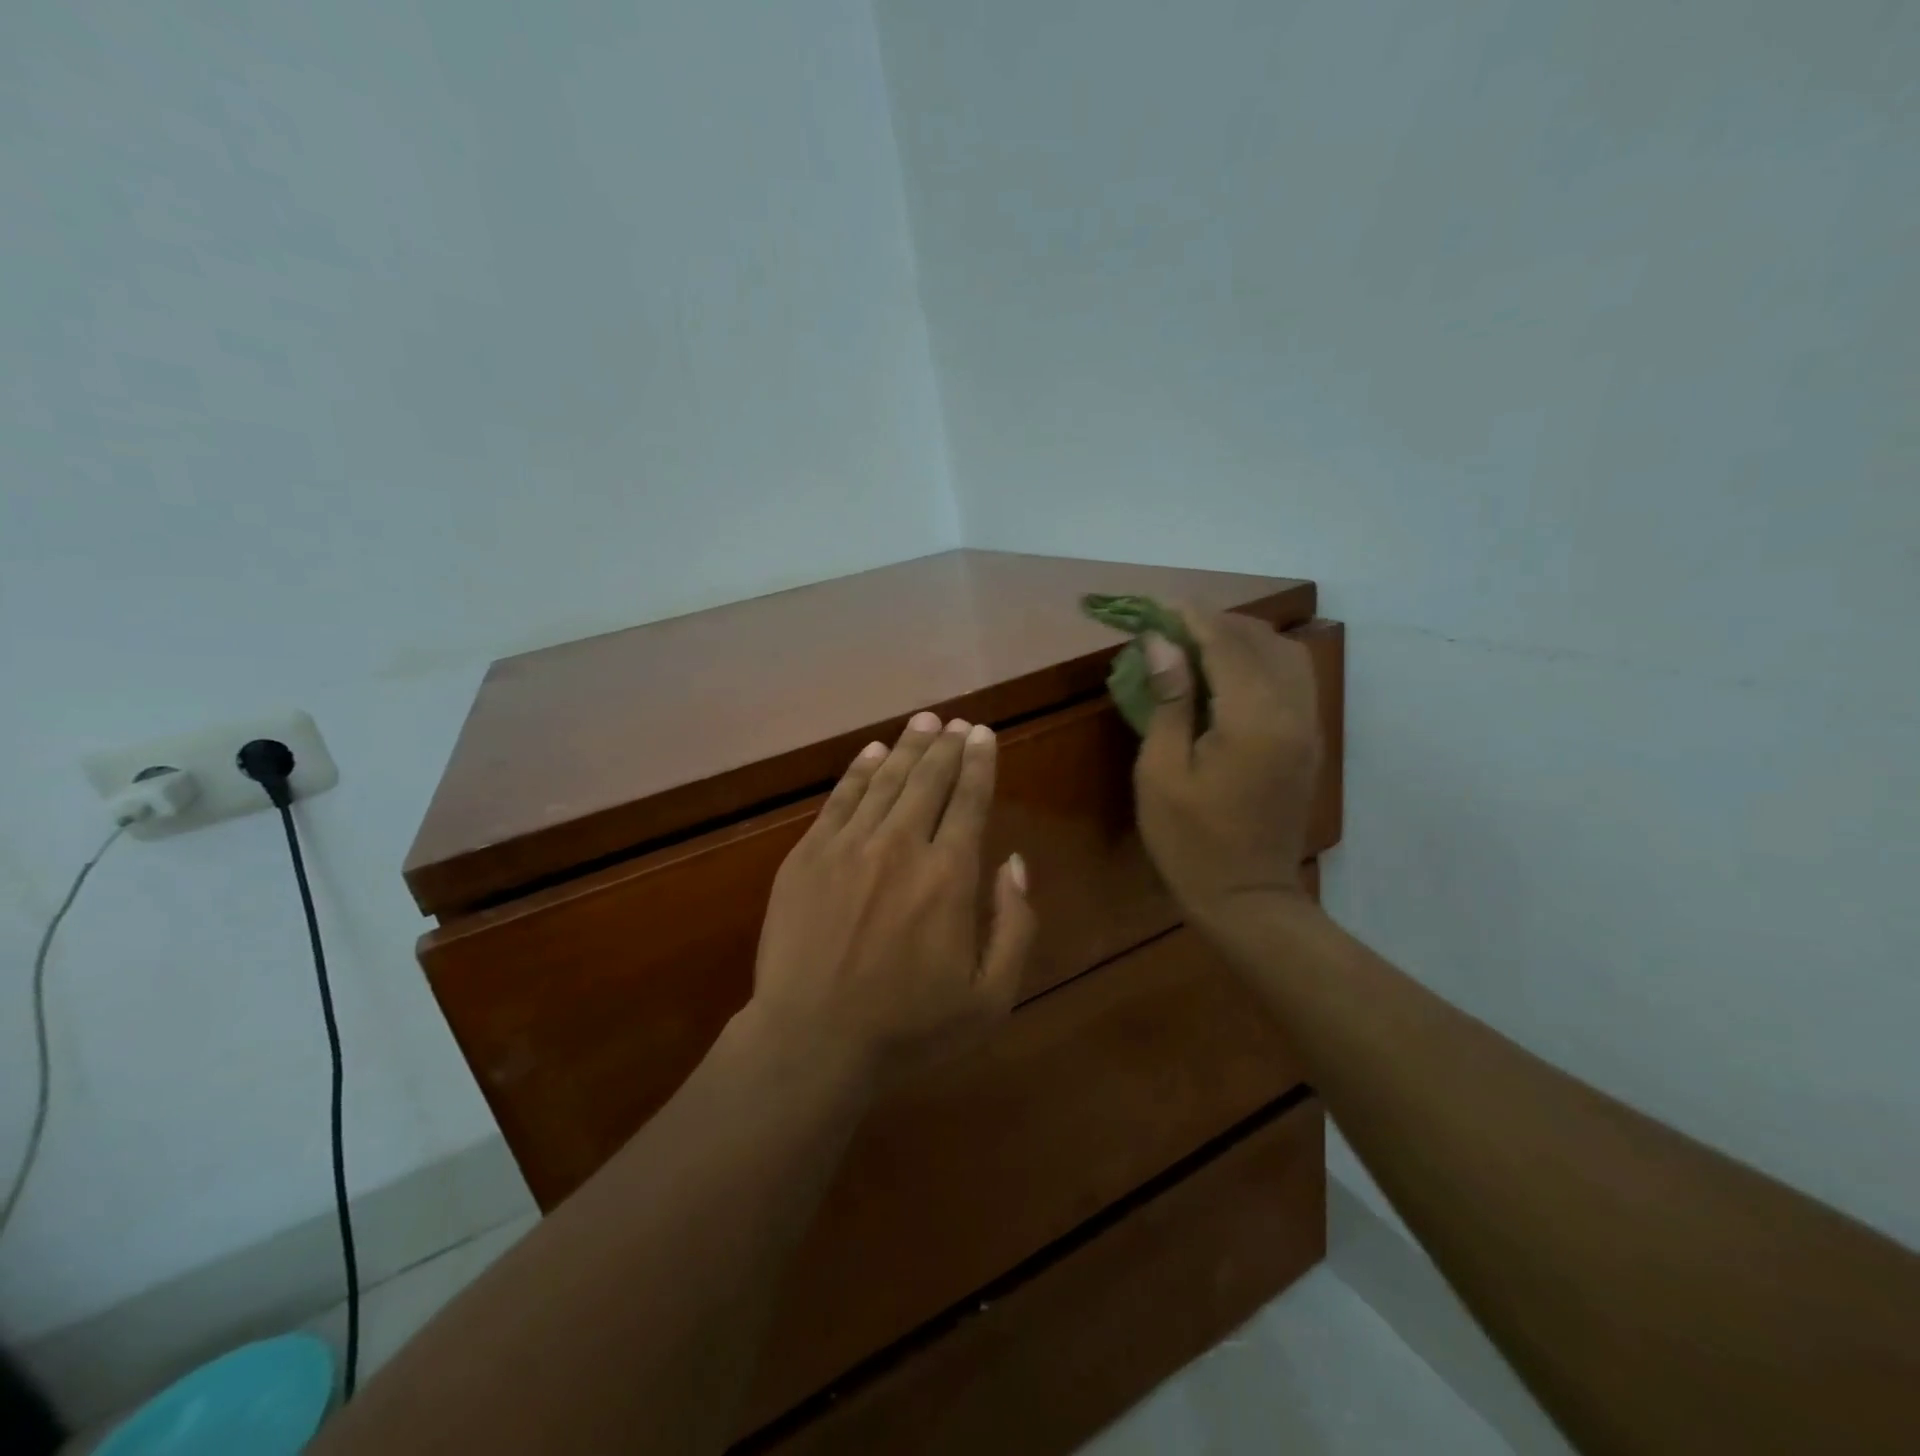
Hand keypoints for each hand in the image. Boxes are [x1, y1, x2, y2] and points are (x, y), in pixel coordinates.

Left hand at [749, 711, 1036, 1080]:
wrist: (811, 1040)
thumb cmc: (907, 1027)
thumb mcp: (989, 997)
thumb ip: (1015, 926)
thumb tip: (1013, 863)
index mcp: (949, 876)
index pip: (970, 801)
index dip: (980, 763)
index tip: (984, 734)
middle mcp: (901, 845)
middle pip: (929, 780)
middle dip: (947, 745)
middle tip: (956, 722)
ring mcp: (849, 846)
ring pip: (886, 780)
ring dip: (909, 747)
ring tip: (924, 721)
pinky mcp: (808, 855)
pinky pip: (840, 799)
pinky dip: (859, 770)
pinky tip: (873, 752)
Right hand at [1133, 608, 1321, 930]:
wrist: (1246, 897)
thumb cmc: (1189, 840)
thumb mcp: (1161, 771)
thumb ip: (1168, 701)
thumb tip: (1161, 642)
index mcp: (1253, 720)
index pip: (1227, 645)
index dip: (1193, 618)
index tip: (1162, 604)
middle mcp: (1292, 713)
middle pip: (1263, 642)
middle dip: (1219, 624)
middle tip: (1174, 626)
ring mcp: (1308, 728)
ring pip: (1286, 657)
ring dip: (1244, 640)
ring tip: (1200, 645)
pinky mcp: (1308, 742)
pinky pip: (1293, 682)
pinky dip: (1261, 664)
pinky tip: (1229, 675)